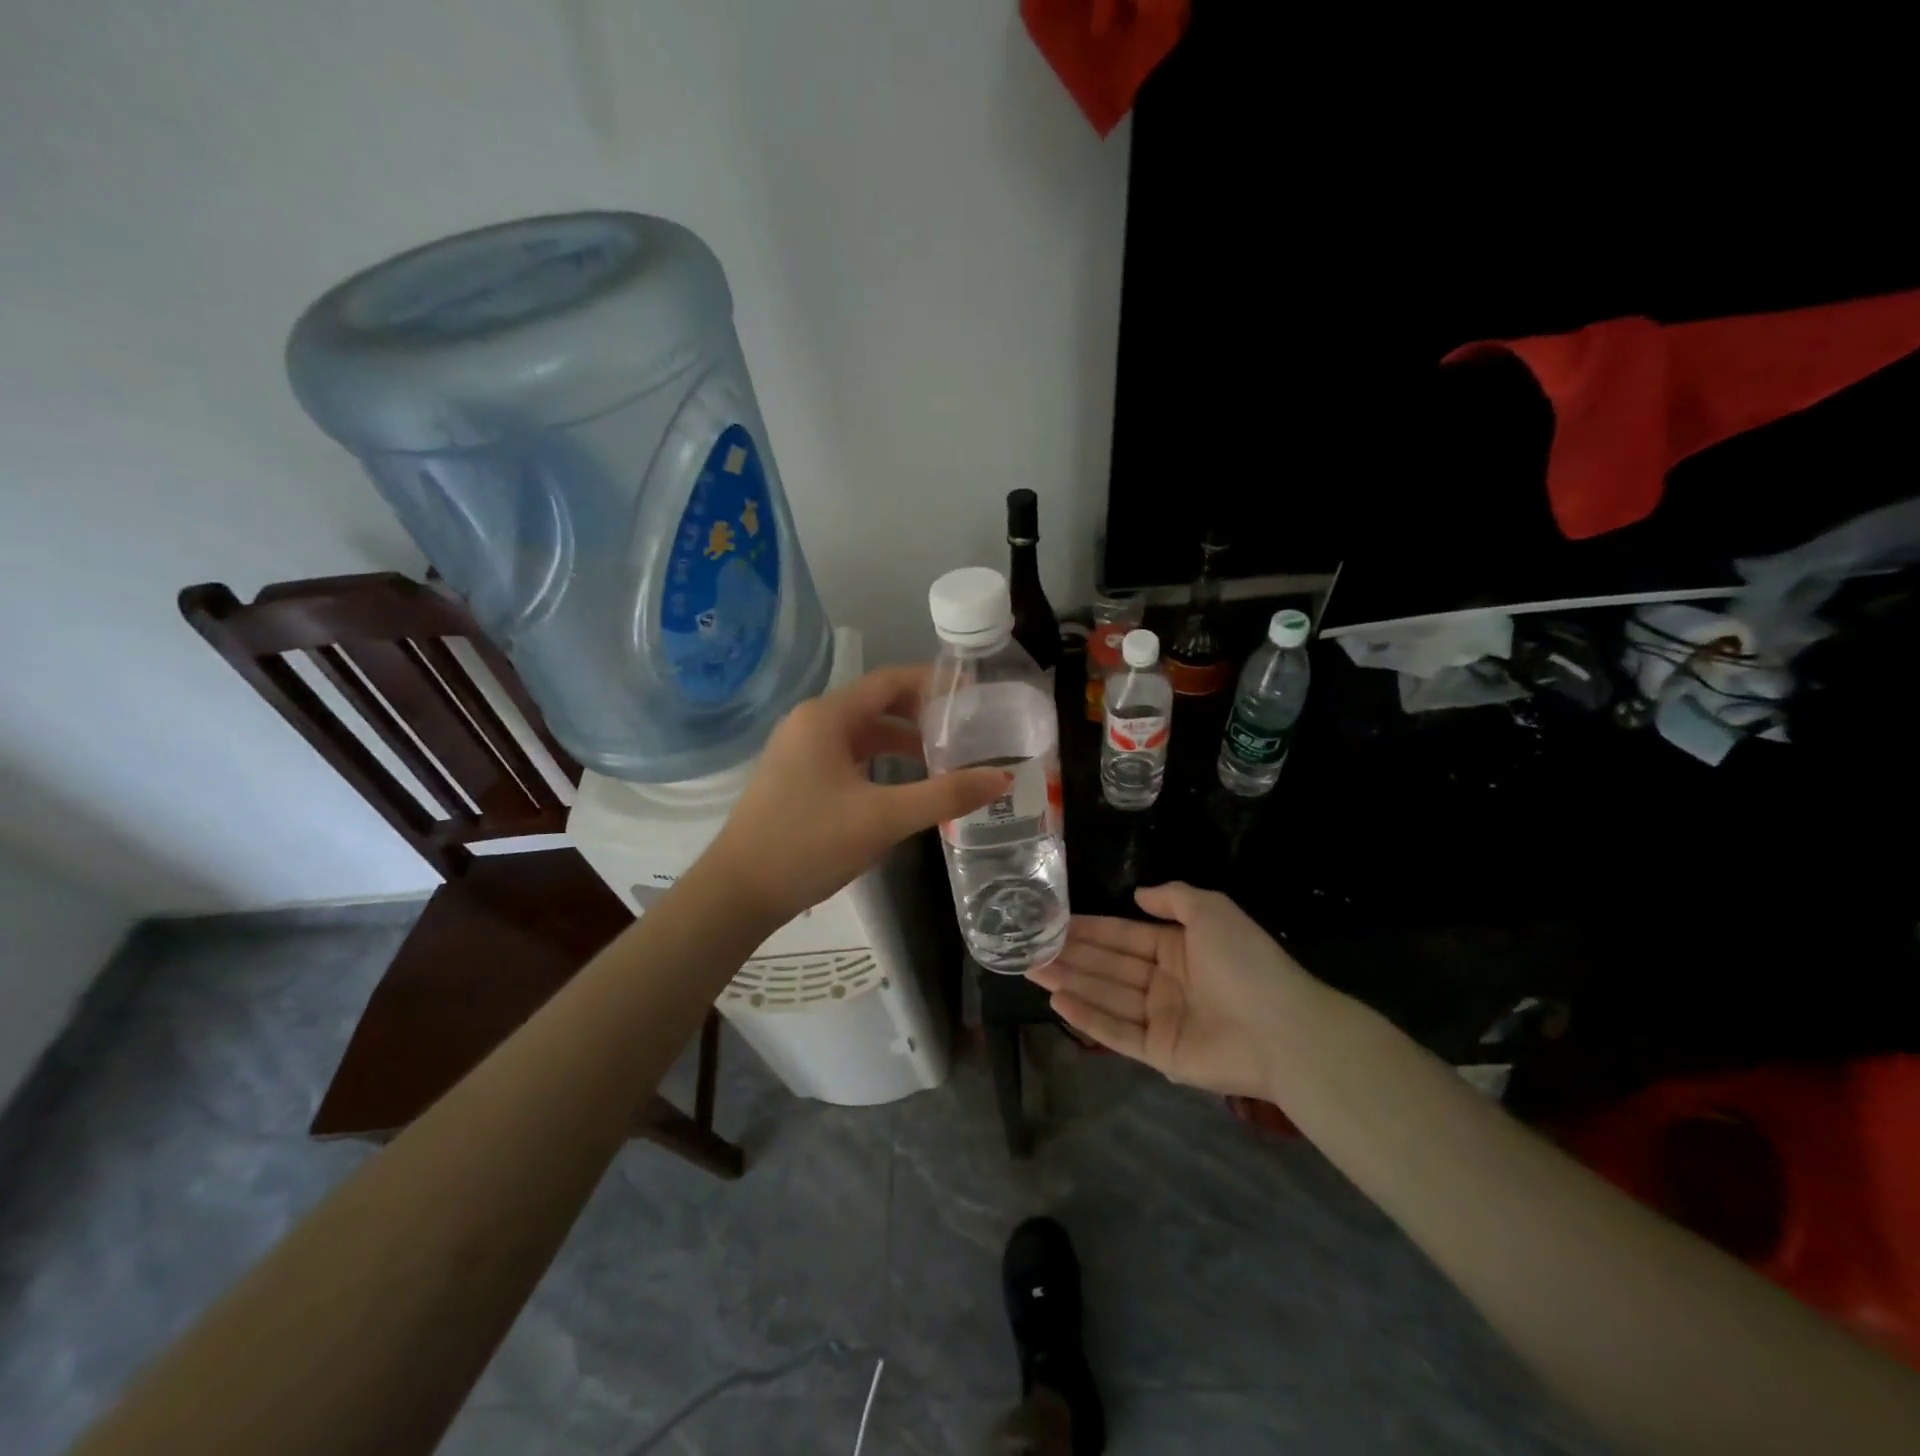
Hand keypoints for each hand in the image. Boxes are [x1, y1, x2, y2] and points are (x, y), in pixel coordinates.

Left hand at [706, 665, 1009, 925]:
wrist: (738, 891)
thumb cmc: (809, 844)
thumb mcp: (884, 819)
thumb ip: (944, 795)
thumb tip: (1001, 777)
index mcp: (827, 717)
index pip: (890, 681)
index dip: (934, 682)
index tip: (974, 693)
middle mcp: (811, 722)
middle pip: (877, 703)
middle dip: (922, 713)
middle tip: (966, 729)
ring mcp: (800, 749)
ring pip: (862, 732)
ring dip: (902, 740)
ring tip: (945, 758)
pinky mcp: (797, 775)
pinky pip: (848, 754)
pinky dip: (880, 760)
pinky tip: (904, 784)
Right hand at [1027, 882, 1315, 1098]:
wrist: (1283, 1028)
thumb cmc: (1245, 962)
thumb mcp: (1212, 910)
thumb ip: (1174, 897)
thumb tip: (1138, 895)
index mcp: (1178, 949)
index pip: (1123, 936)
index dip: (1090, 929)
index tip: (1055, 921)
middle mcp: (1165, 982)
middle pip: (1109, 966)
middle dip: (1071, 955)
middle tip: (1030, 946)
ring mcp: (1161, 1019)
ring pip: (1107, 996)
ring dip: (1070, 982)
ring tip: (1032, 968)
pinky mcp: (1159, 1053)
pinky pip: (1117, 1032)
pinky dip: (1088, 1017)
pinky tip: (1058, 1001)